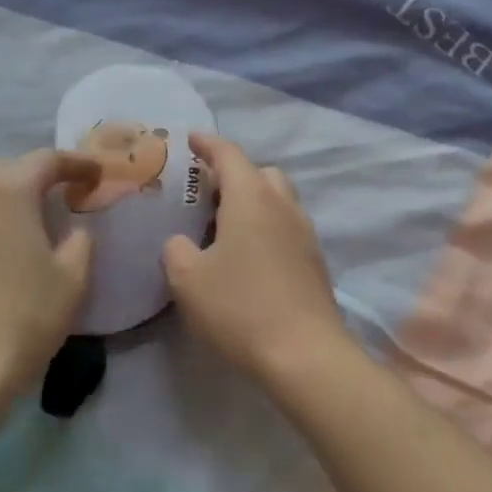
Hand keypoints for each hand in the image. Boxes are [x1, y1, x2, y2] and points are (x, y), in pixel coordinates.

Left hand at [0, 149, 100, 411]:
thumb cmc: (22, 319)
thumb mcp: (73, 281)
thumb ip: (80, 243)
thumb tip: (73, 231)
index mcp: (6, 192)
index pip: (46, 160)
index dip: (76, 163)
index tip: (94, 175)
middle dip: (27, 179)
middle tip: (50, 201)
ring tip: (8, 228)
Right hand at [163, 134, 349, 387]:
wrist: (304, 352)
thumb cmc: (240, 307)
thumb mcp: (188, 279)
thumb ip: (176, 250)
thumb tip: (181, 242)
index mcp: (252, 198)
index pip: (230, 154)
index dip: (208, 143)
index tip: (191, 139)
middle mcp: (284, 206)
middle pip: (261, 174)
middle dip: (235, 174)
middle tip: (207, 194)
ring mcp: (305, 233)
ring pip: (279, 200)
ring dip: (254, 202)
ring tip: (225, 227)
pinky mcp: (315, 261)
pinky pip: (288, 228)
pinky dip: (267, 228)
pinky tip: (249, 257)